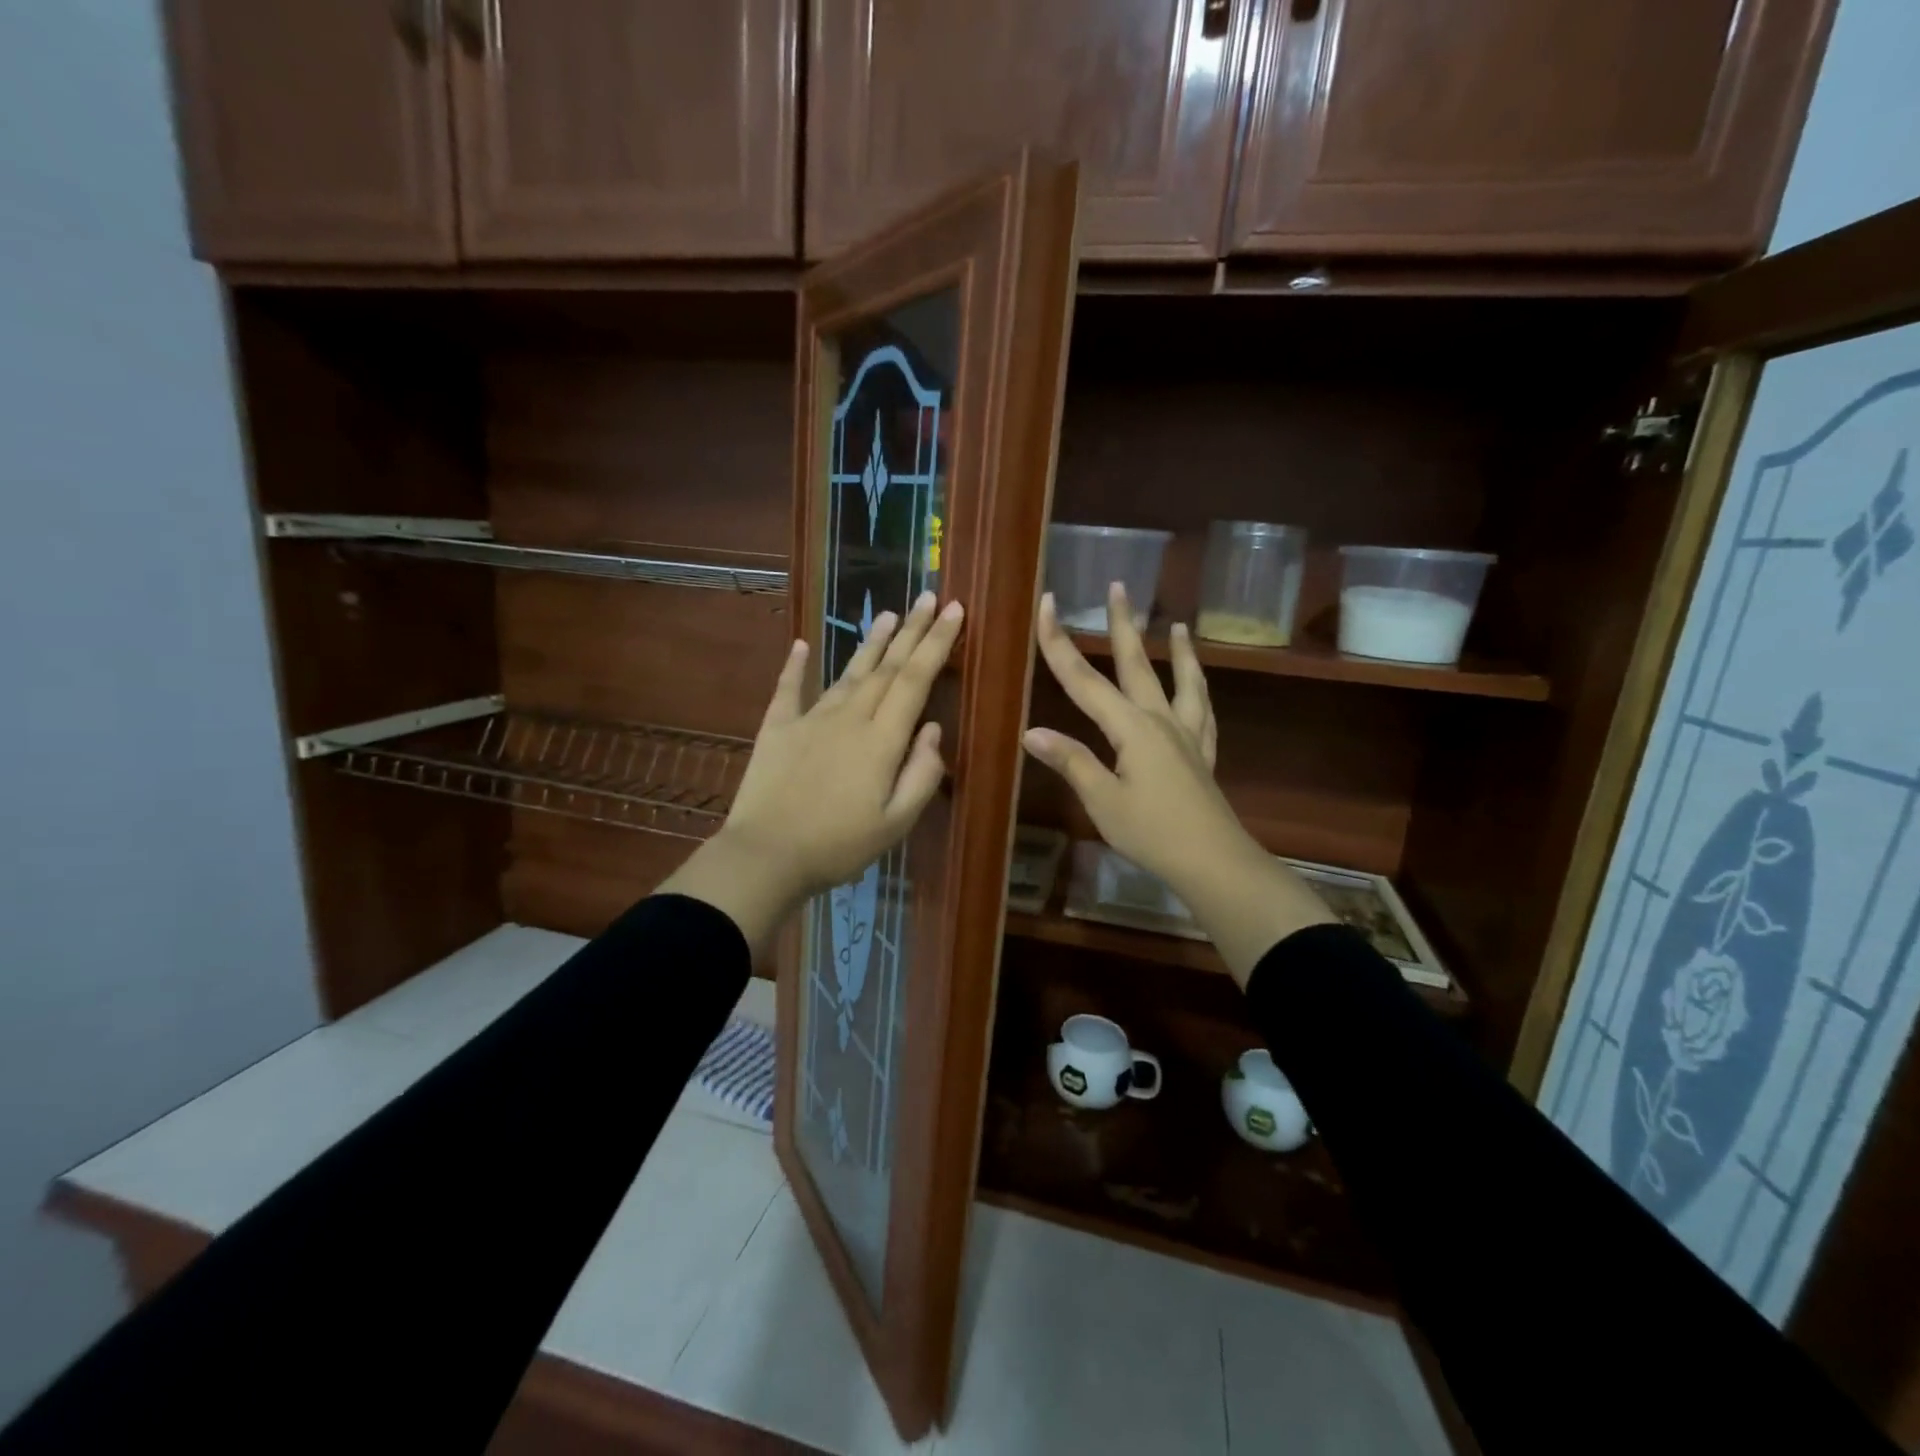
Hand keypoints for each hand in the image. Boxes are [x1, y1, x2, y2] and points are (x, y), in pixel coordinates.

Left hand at [660, 592, 963, 949]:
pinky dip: (795, 666)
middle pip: (886, 667)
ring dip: (870, 643)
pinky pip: (789, 690)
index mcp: (881, 739)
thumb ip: (921, 774)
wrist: (765, 856)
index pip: (915, 680)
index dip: (936, 643)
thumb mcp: (895, 823)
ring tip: (887, 614)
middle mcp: (849, 717)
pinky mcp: (777, 729)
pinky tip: (800, 644)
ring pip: (847, 672)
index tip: (952, 610)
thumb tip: (934, 730)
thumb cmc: (838, 846)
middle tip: (928, 598)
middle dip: (911, 631)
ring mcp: (810, 719)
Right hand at [1023, 583, 1332, 984]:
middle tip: (1118, 586)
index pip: (1083, 679)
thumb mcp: (1102, 800)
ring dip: (1177, 650)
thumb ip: (1071, 761)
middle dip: (1122, 624)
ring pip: (1181, 681)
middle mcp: (1160, 720)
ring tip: (1177, 624)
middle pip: (1136, 664)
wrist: (1213, 861)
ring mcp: (1187, 735)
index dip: (1059, 642)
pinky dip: (1199, 690)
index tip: (1046, 604)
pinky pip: (1203, 712)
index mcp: (1130, 727)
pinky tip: (1199, 684)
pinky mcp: (1202, 754)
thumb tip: (1031, 731)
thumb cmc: (1152, 832)